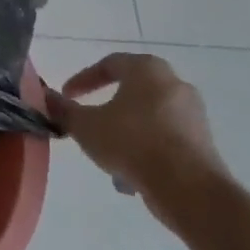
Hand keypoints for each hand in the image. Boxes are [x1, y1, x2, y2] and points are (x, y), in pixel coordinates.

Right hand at [42, 53, 234, 229]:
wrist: (187, 186)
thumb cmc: (131, 143)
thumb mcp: (85, 126)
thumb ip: (63, 110)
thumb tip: (47, 97)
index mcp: (148, 71)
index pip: (111, 63)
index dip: (84, 78)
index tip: (67, 95)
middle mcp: (175, 85)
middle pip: (133, 89)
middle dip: (107, 107)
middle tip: (88, 121)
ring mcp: (193, 114)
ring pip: (147, 117)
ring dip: (124, 132)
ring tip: (105, 154)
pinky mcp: (202, 141)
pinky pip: (163, 138)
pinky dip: (144, 149)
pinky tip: (129, 174)